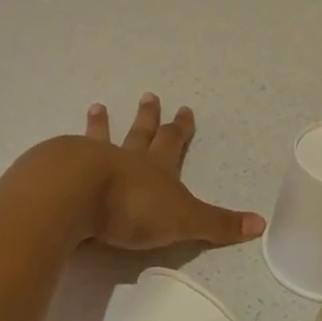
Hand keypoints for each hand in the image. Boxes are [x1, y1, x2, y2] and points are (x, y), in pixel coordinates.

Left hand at [77, 95, 265, 250]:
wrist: (76, 194)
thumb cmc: (133, 207)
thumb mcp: (184, 220)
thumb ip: (218, 224)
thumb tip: (261, 224)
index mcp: (157, 168)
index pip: (173, 142)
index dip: (181, 128)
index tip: (185, 110)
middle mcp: (126, 157)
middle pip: (140, 133)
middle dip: (148, 117)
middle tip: (149, 96)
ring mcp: (91, 160)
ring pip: (100, 137)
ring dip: (102, 124)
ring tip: (98, 107)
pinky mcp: (61, 169)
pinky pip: (66, 153)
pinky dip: (66, 147)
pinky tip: (59, 146)